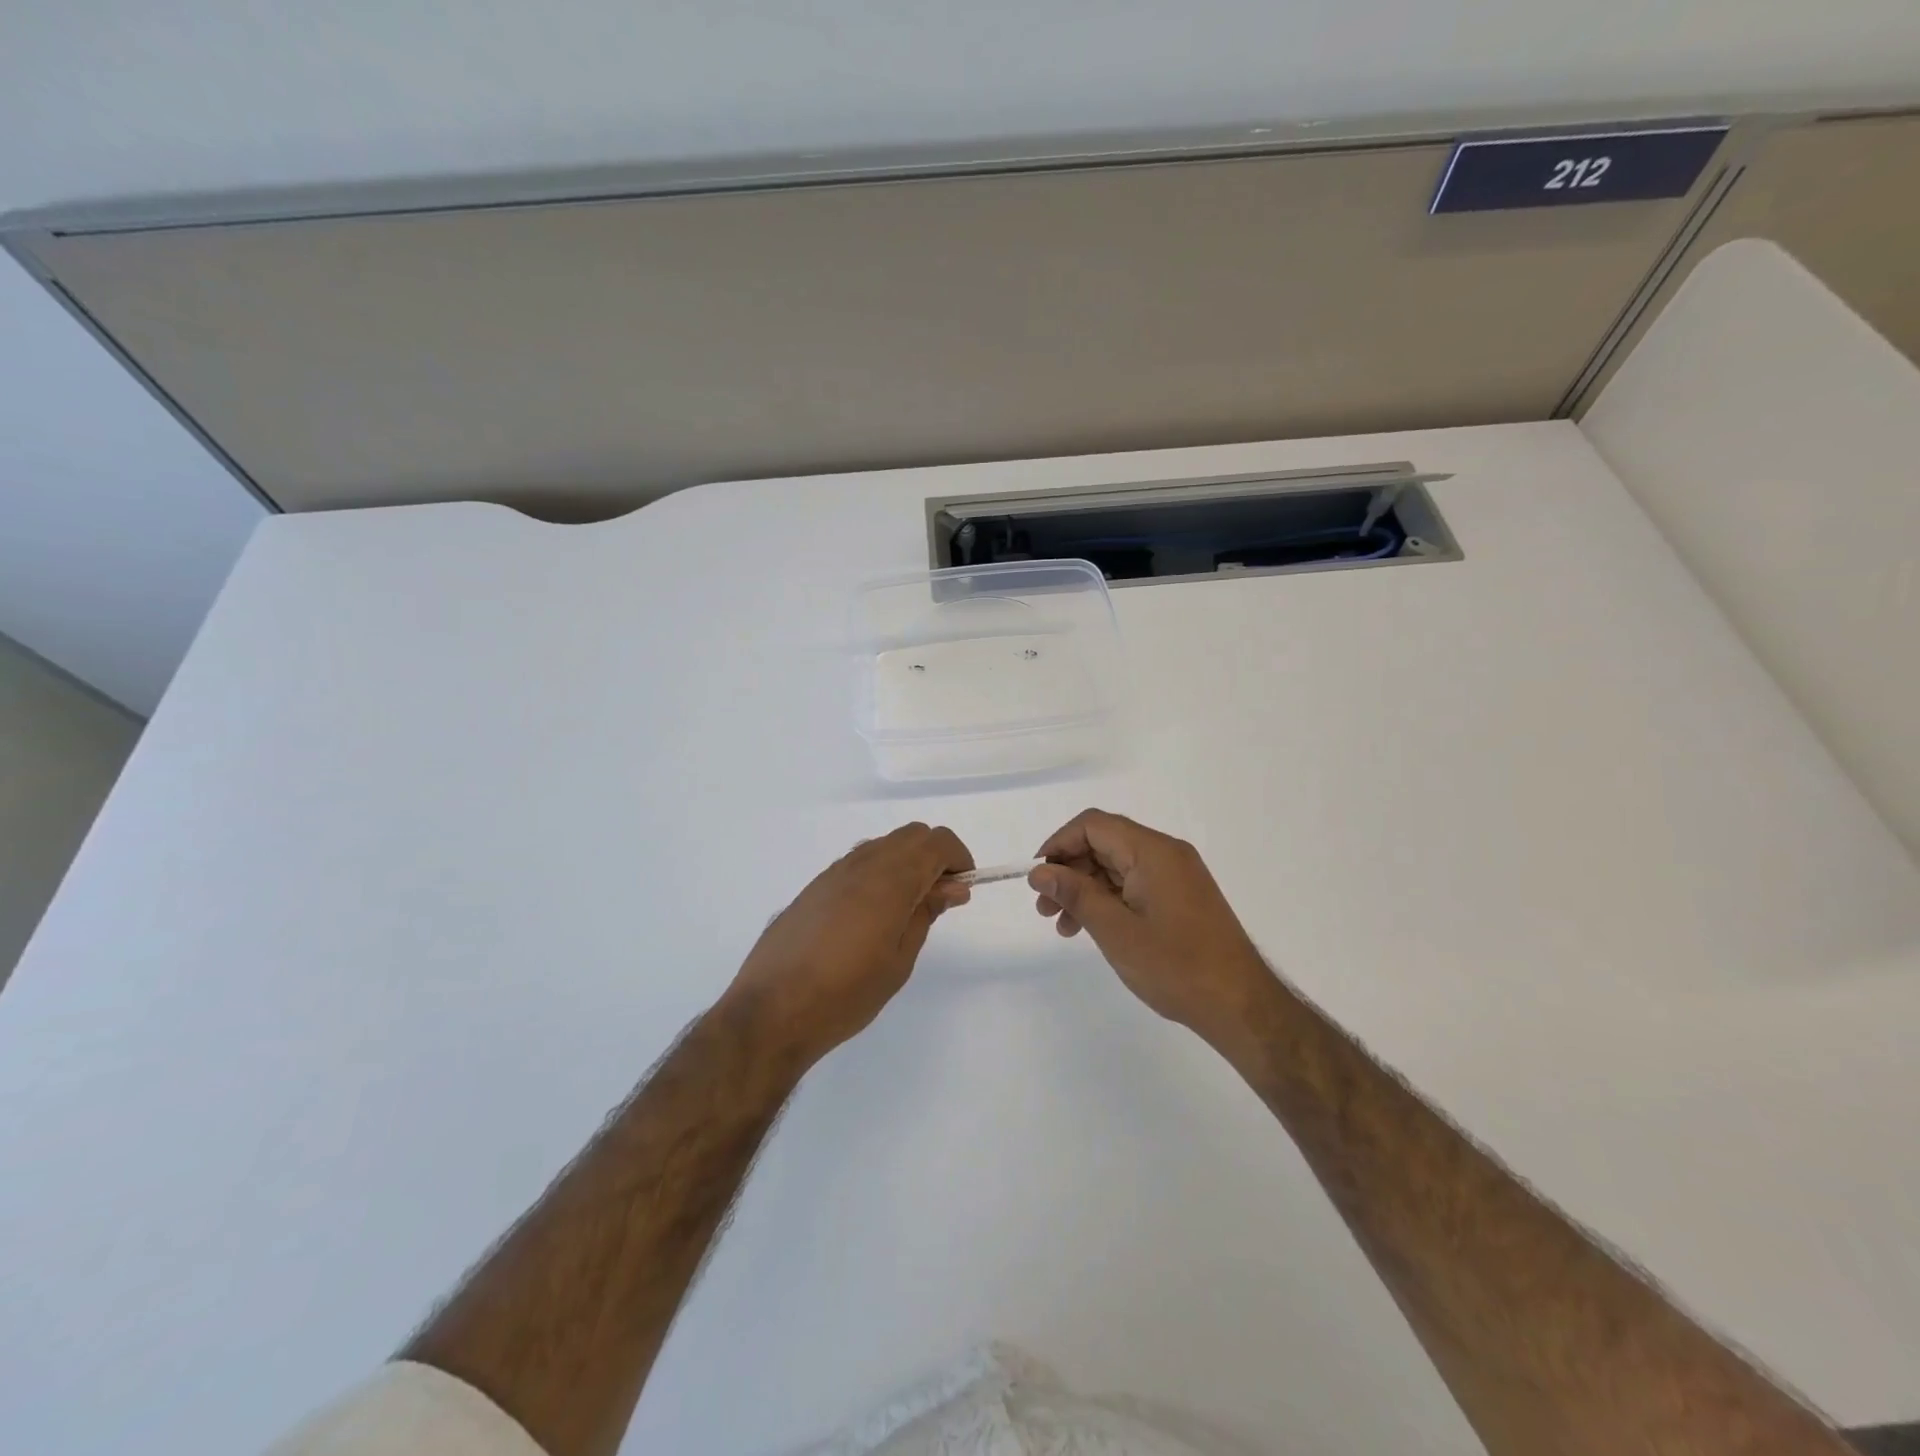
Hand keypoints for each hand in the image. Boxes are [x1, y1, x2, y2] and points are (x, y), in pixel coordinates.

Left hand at [726, 823, 972, 1069]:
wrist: (771, 1010)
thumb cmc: (846, 993)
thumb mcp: (899, 960)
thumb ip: (925, 914)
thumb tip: (951, 887)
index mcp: (890, 879)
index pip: (937, 842)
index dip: (958, 859)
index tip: (961, 889)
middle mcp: (862, 864)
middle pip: (912, 835)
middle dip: (935, 857)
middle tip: (939, 898)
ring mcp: (834, 872)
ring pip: (884, 845)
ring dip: (906, 862)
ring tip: (907, 909)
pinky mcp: (815, 886)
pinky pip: (859, 862)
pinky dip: (880, 872)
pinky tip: (872, 914)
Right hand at [1030, 809, 1270, 1042]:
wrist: (1240, 1006)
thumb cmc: (1175, 967)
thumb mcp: (1115, 931)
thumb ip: (1075, 895)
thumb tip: (1039, 872)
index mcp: (1153, 852)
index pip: (1094, 825)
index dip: (1059, 844)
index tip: (1037, 878)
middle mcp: (1167, 853)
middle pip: (1105, 843)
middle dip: (1069, 871)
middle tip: (1045, 909)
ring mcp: (1177, 875)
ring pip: (1117, 866)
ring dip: (1086, 889)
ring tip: (1063, 926)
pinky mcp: (1182, 896)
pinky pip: (1135, 884)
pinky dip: (1109, 900)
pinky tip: (1093, 928)